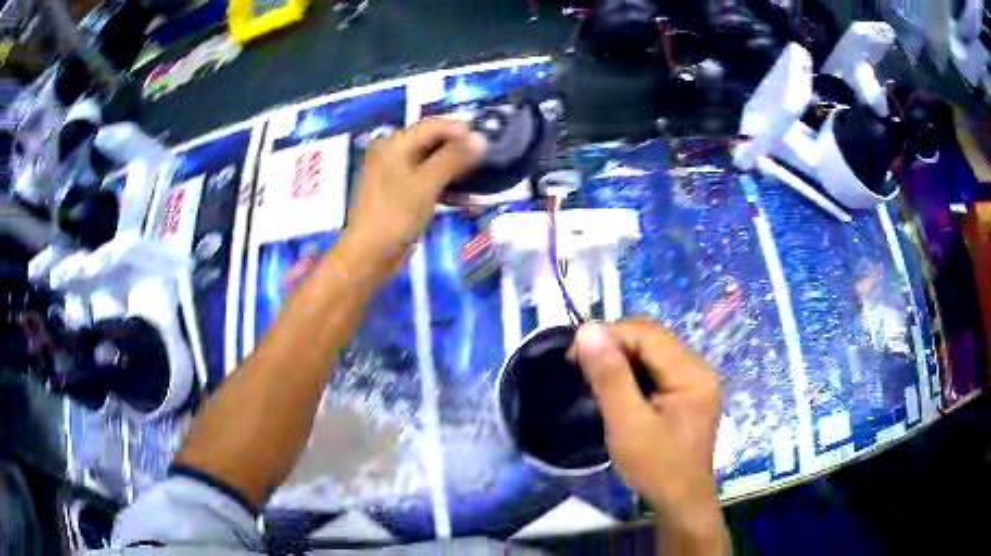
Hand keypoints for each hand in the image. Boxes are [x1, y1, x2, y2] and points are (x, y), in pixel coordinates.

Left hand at [347, 118, 486, 267]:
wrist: (371, 255)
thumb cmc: (395, 215)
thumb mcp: (426, 184)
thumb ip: (453, 159)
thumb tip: (480, 138)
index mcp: (395, 145)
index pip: (432, 126)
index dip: (460, 129)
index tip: (486, 138)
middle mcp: (394, 155)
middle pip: (433, 143)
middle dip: (460, 151)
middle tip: (487, 158)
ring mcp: (398, 176)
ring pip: (433, 165)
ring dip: (456, 172)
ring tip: (482, 179)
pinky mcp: (403, 196)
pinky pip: (429, 184)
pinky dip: (447, 189)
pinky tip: (467, 200)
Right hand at [572, 321, 726, 548]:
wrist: (680, 502)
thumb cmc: (656, 467)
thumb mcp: (628, 423)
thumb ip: (609, 376)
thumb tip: (588, 330)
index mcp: (692, 373)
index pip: (648, 334)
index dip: (609, 335)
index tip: (573, 354)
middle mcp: (699, 369)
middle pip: (653, 339)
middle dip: (615, 345)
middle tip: (581, 365)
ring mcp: (696, 381)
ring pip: (654, 352)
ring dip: (622, 358)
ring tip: (594, 375)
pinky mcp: (689, 394)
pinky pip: (658, 369)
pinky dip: (634, 372)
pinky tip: (617, 387)